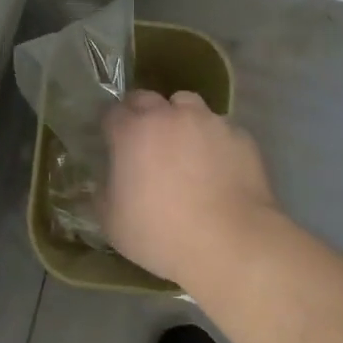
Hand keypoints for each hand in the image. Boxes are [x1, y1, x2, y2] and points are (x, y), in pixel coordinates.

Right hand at [99, 90, 279, 291]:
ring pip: (188, 104)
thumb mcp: (113, 223)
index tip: (114, 145)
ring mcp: (208, 121)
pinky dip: (213, 140)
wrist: (231, 244)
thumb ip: (103, 193)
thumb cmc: (162, 234)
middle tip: (146, 143)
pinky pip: (220, 128)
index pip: (113, 112)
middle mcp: (169, 115)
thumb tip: (107, 181)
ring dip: (180, 118)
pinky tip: (218, 166)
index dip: (112, 127)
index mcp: (132, 132)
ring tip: (185, 147)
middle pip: (147, 98)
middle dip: (142, 114)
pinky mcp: (239, 135)